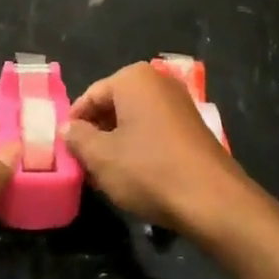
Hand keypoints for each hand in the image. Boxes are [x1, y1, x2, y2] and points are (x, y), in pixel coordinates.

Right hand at [64, 63, 260, 244]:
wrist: (212, 200)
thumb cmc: (149, 171)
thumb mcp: (101, 157)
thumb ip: (78, 138)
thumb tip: (68, 128)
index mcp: (133, 78)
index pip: (90, 96)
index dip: (74, 124)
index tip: (65, 150)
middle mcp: (158, 81)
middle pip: (113, 105)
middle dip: (96, 133)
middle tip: (83, 164)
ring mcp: (179, 102)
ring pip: (134, 119)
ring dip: (117, 142)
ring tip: (105, 173)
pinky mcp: (192, 125)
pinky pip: (154, 129)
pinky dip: (140, 146)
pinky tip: (134, 174)